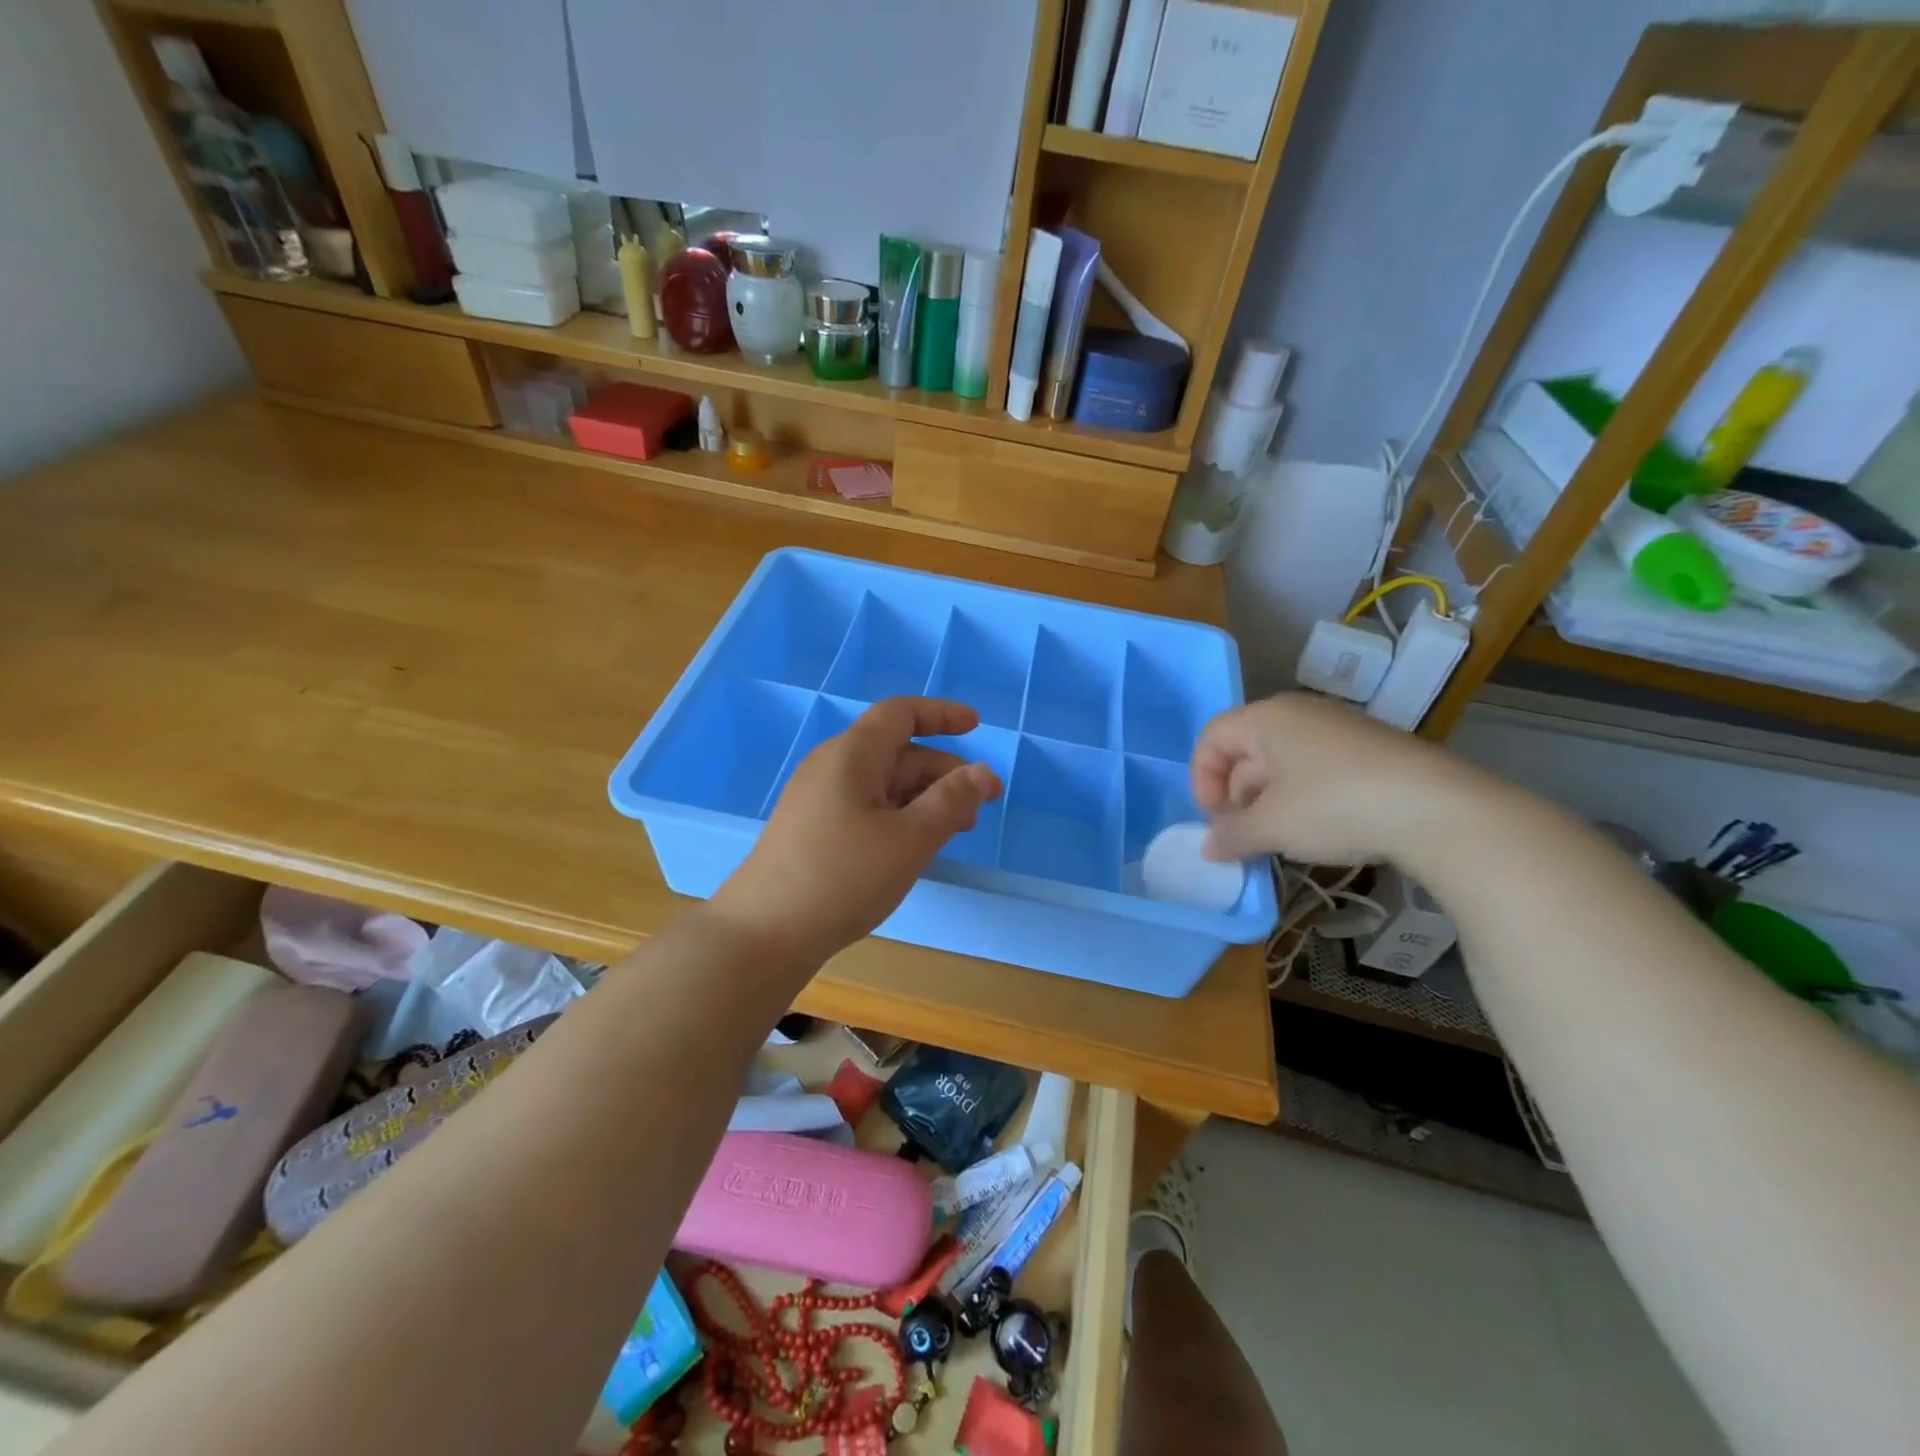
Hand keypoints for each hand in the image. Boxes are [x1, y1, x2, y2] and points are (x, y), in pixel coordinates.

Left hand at [710, 697, 1002, 967]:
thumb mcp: (909, 839)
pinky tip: (916, 847)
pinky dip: (900, 817)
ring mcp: (819, 801)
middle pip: (897, 753)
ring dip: (925, 799)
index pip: (900, 714)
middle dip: (944, 772)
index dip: (941, 714)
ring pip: (884, 785)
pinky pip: (867, 808)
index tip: (977, 725)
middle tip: (983, 805)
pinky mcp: (813, 831)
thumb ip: (951, 801)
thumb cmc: (842, 878)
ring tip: (958, 830)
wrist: (764, 936)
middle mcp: (832, 768)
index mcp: (851, 755)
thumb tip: (983, 772)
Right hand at [1193, 693, 1471, 866]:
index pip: (1212, 738)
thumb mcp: (1273, 827)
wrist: (1439, 810)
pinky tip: (1320, 831)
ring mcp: (1339, 729)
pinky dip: (1303, 799)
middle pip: (1246, 750)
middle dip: (1236, 796)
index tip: (1217, 820)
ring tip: (1280, 840)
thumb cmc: (1335, 805)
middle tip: (1244, 836)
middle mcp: (1300, 713)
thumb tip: (1207, 849)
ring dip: (1268, 803)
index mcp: (1268, 718)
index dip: (1202, 780)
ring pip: (1282, 764)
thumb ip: (1231, 835)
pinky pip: (1316, 769)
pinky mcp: (1370, 751)